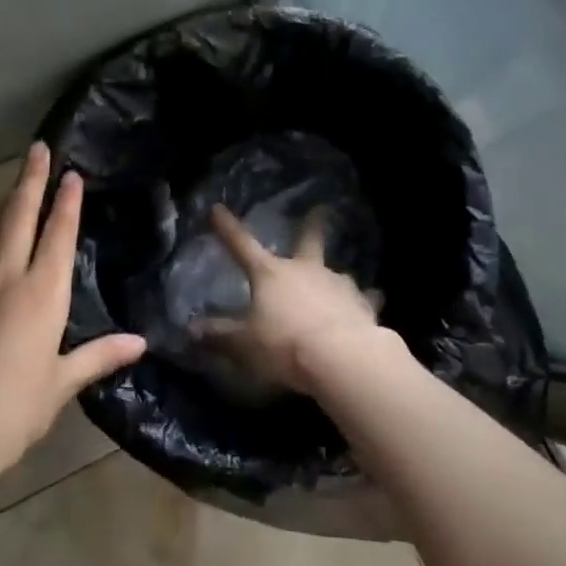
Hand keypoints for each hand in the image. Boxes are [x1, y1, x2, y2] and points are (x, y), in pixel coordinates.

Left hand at [0, 142, 145, 477]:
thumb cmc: (13, 411)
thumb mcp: (61, 384)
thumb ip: (100, 355)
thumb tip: (141, 342)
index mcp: (43, 294)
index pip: (59, 234)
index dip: (67, 201)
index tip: (72, 174)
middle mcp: (6, 277)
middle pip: (20, 215)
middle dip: (32, 178)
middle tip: (38, 148)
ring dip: (3, 206)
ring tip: (13, 190)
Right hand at [200, 203, 386, 393]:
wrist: (341, 357)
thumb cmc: (284, 345)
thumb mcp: (243, 344)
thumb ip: (219, 335)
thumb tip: (192, 329)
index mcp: (270, 274)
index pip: (241, 245)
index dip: (227, 228)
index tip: (216, 208)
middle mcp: (305, 269)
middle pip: (308, 240)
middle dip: (312, 225)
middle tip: (321, 209)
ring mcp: (337, 284)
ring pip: (336, 272)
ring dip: (334, 276)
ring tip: (337, 282)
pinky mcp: (363, 304)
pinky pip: (364, 299)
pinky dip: (365, 300)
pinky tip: (373, 301)